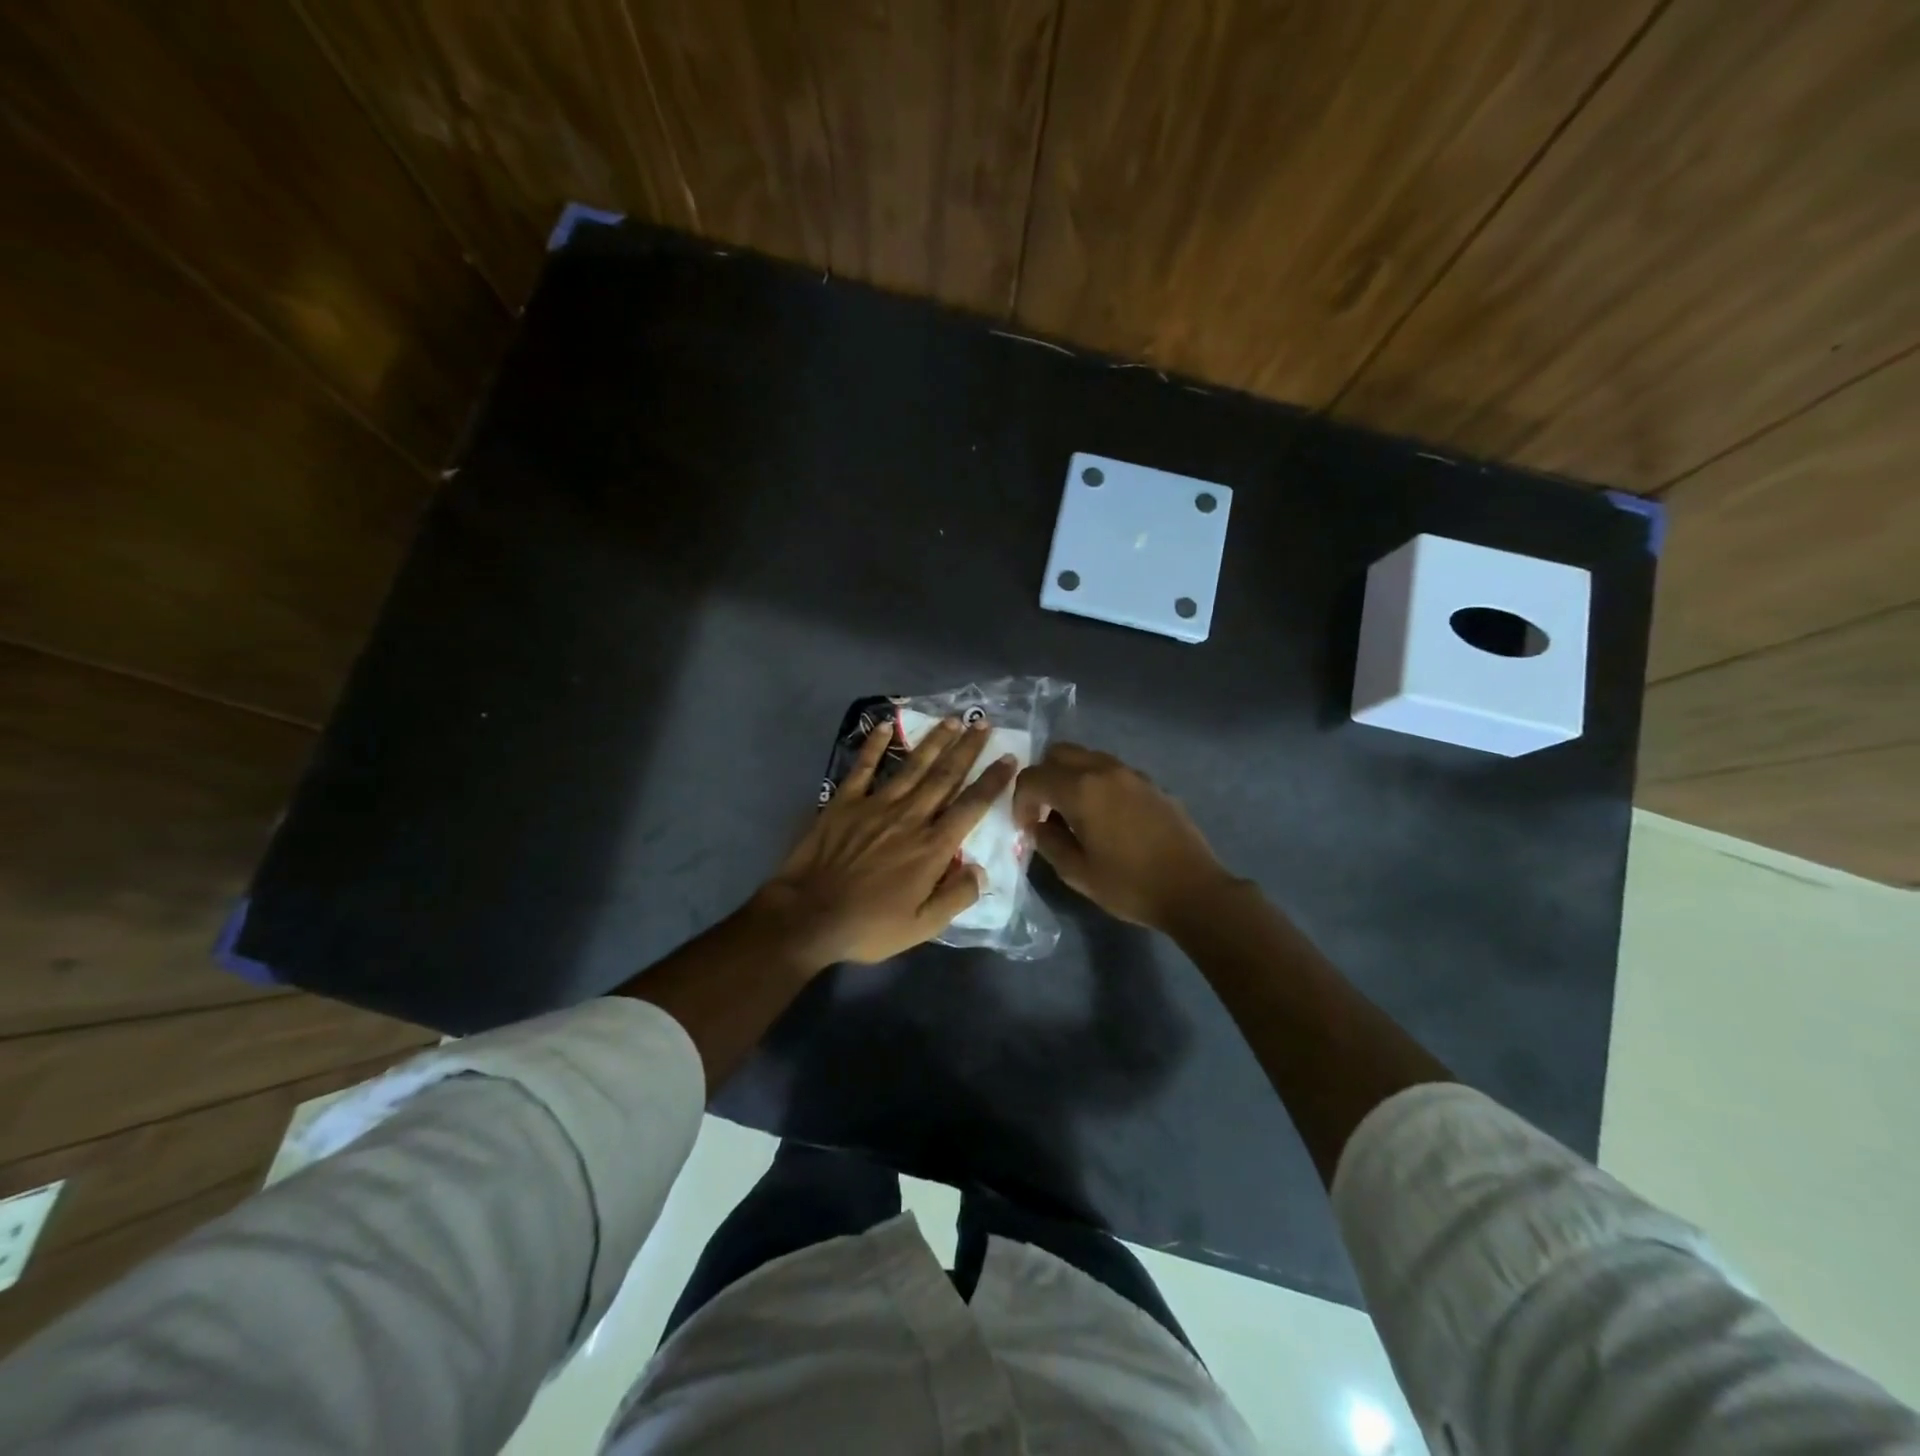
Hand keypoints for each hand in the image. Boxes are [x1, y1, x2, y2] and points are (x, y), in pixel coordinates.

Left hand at [753, 717, 1016, 968]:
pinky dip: (875, 745)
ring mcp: (875, 805)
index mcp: (932, 847)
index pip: (971, 806)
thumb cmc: (869, 926)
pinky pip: (863, 767)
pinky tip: (886, 725)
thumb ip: (956, 897)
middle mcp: (910, 817)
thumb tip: (983, 870)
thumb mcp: (922, 927)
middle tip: (984, 723)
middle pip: (945, 776)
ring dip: (934, 740)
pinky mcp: (844, 802)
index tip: (1009, 758)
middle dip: (967, 748)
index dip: (993, 781)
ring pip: (912, 766)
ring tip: (952, 719)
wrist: (808, 917)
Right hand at [1013, 743, 1232, 932]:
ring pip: (1086, 757)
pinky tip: (1104, 817)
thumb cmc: (1129, 885)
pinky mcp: (1151, 783)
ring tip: (1073, 813)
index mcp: (1080, 790)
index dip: (1020, 800)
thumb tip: (1037, 826)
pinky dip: (1095, 782)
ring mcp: (1131, 773)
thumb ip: (1048, 842)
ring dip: (1070, 777)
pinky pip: (1111, 770)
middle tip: (1044, 811)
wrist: (1193, 889)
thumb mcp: (1077, 872)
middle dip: (1043, 778)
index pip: (1033, 777)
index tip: (1025, 826)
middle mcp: (1104, 770)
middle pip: (1058, 753)